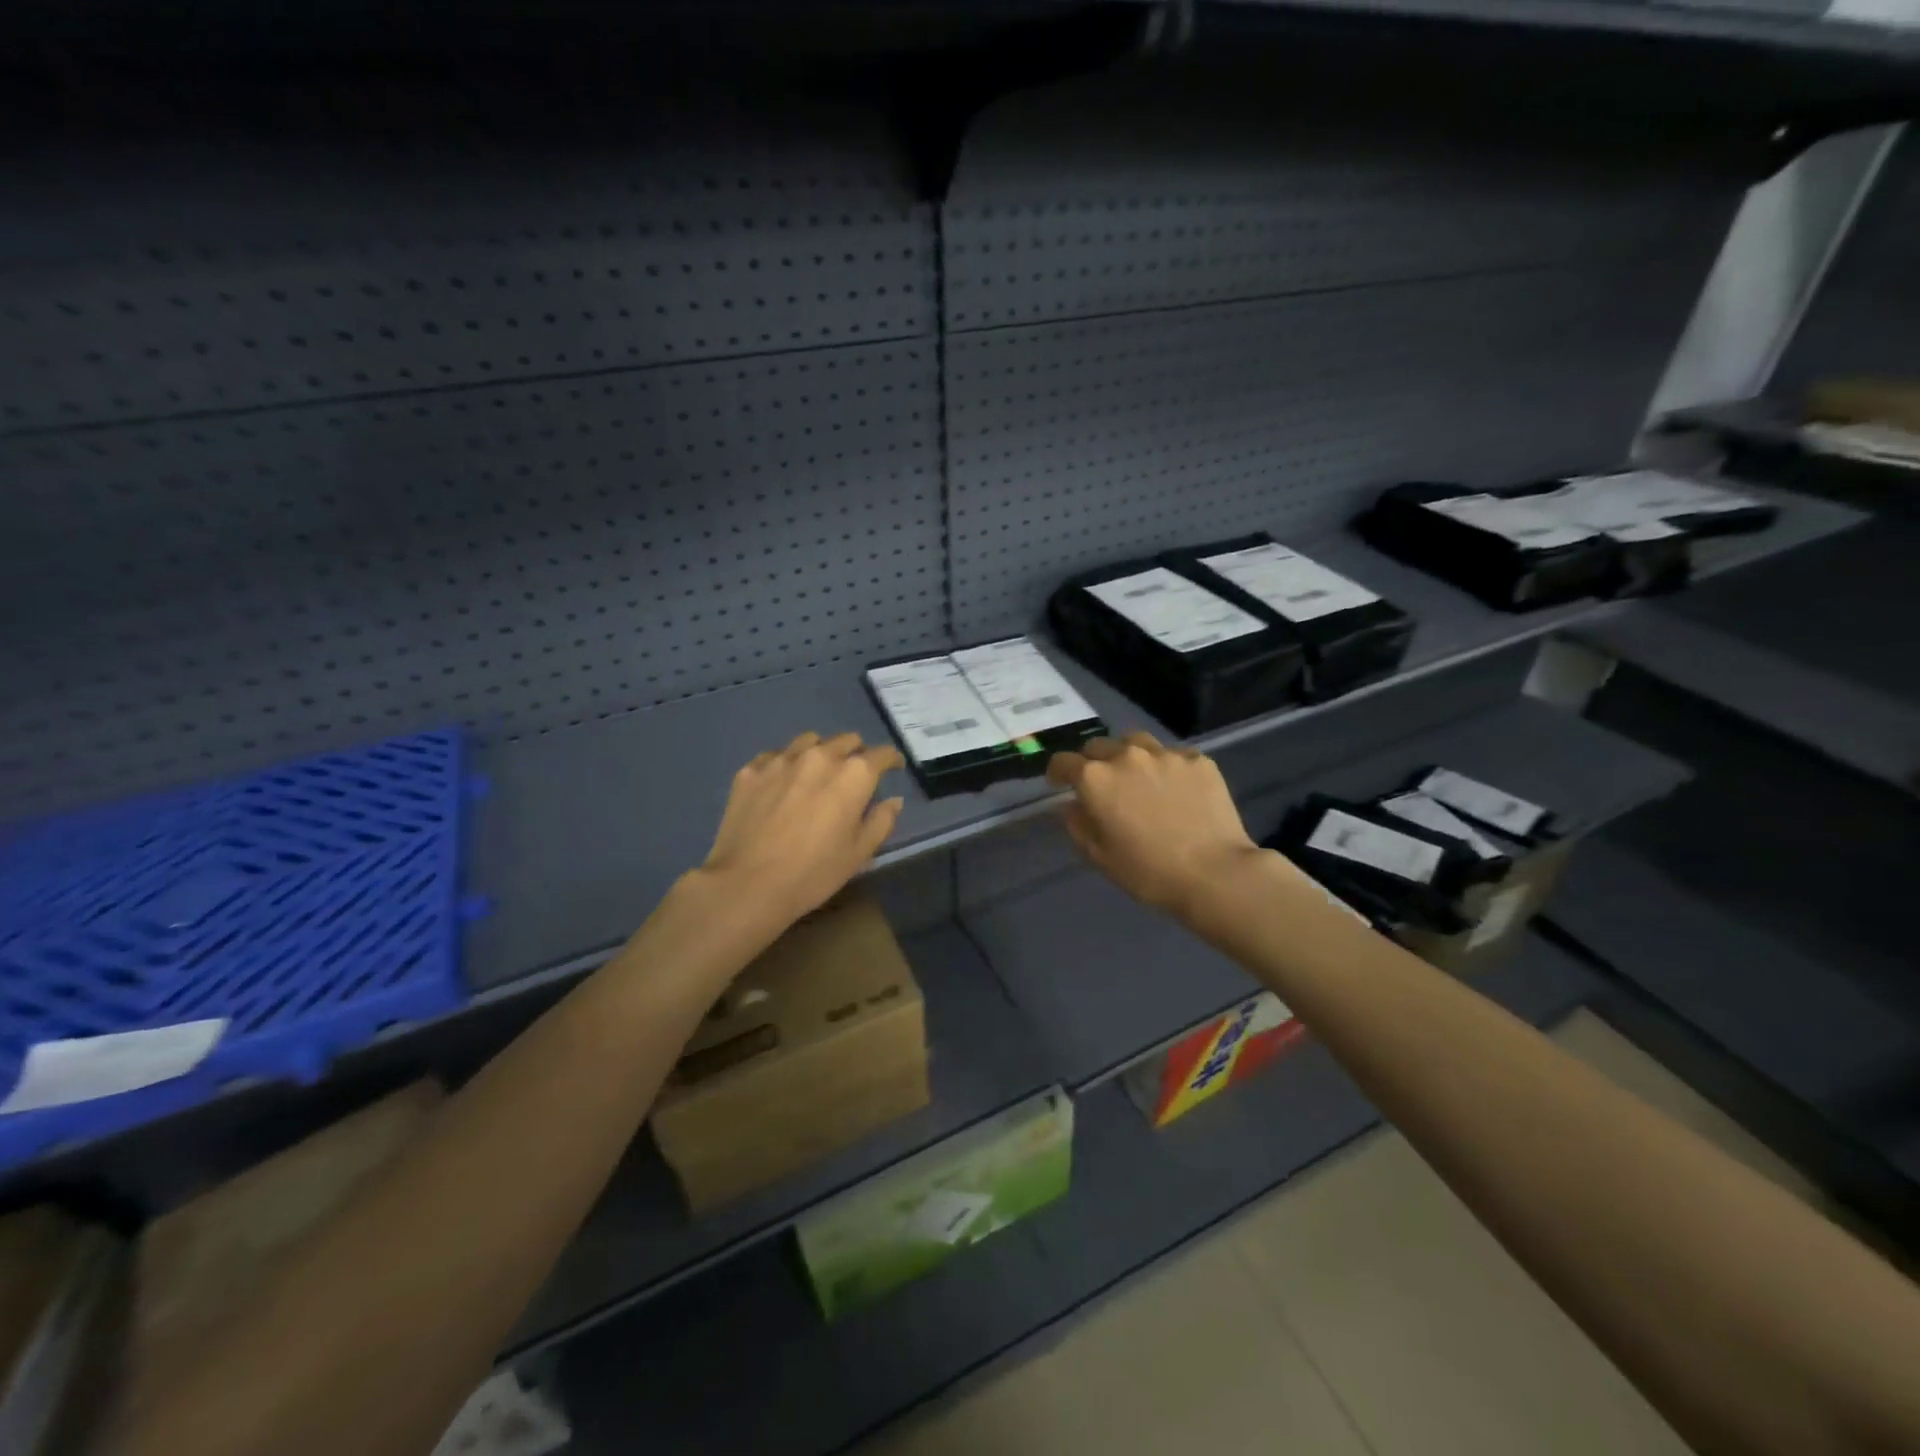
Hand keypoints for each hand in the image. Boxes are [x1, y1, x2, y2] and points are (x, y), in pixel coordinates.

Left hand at [698, 731, 905, 926]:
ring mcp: (782, 760)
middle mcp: (820, 757)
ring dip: (821, 752)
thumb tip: (893, 800)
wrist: (747, 884)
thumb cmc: (813, 872)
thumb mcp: (859, 853)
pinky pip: (775, 756)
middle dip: (856, 753)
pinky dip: (786, 764)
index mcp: (853, 775)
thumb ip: (881, 821)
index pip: (881, 754)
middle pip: (846, 740)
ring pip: (810, 741)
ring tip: (818, 772)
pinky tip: (782, 783)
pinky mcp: (751, 770)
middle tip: (854, 774)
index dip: (892, 760)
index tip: (894, 767)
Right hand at [1047, 733, 1263, 916]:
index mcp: (1096, 778)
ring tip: (1137, 777)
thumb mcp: (1098, 856)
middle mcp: (1127, 756)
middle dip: (1092, 762)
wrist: (1214, 873)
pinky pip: (1173, 755)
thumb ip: (1077, 823)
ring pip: (1136, 743)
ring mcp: (1165, 754)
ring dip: (1128, 756)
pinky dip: (1166, 767)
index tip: (1058, 784)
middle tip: (1100, 784)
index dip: (1057, 772)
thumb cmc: (1148, 871)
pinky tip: (1175, 789)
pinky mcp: (1198, 760)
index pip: (1064, 762)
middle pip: (1098, 746)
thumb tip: (1071, 804)